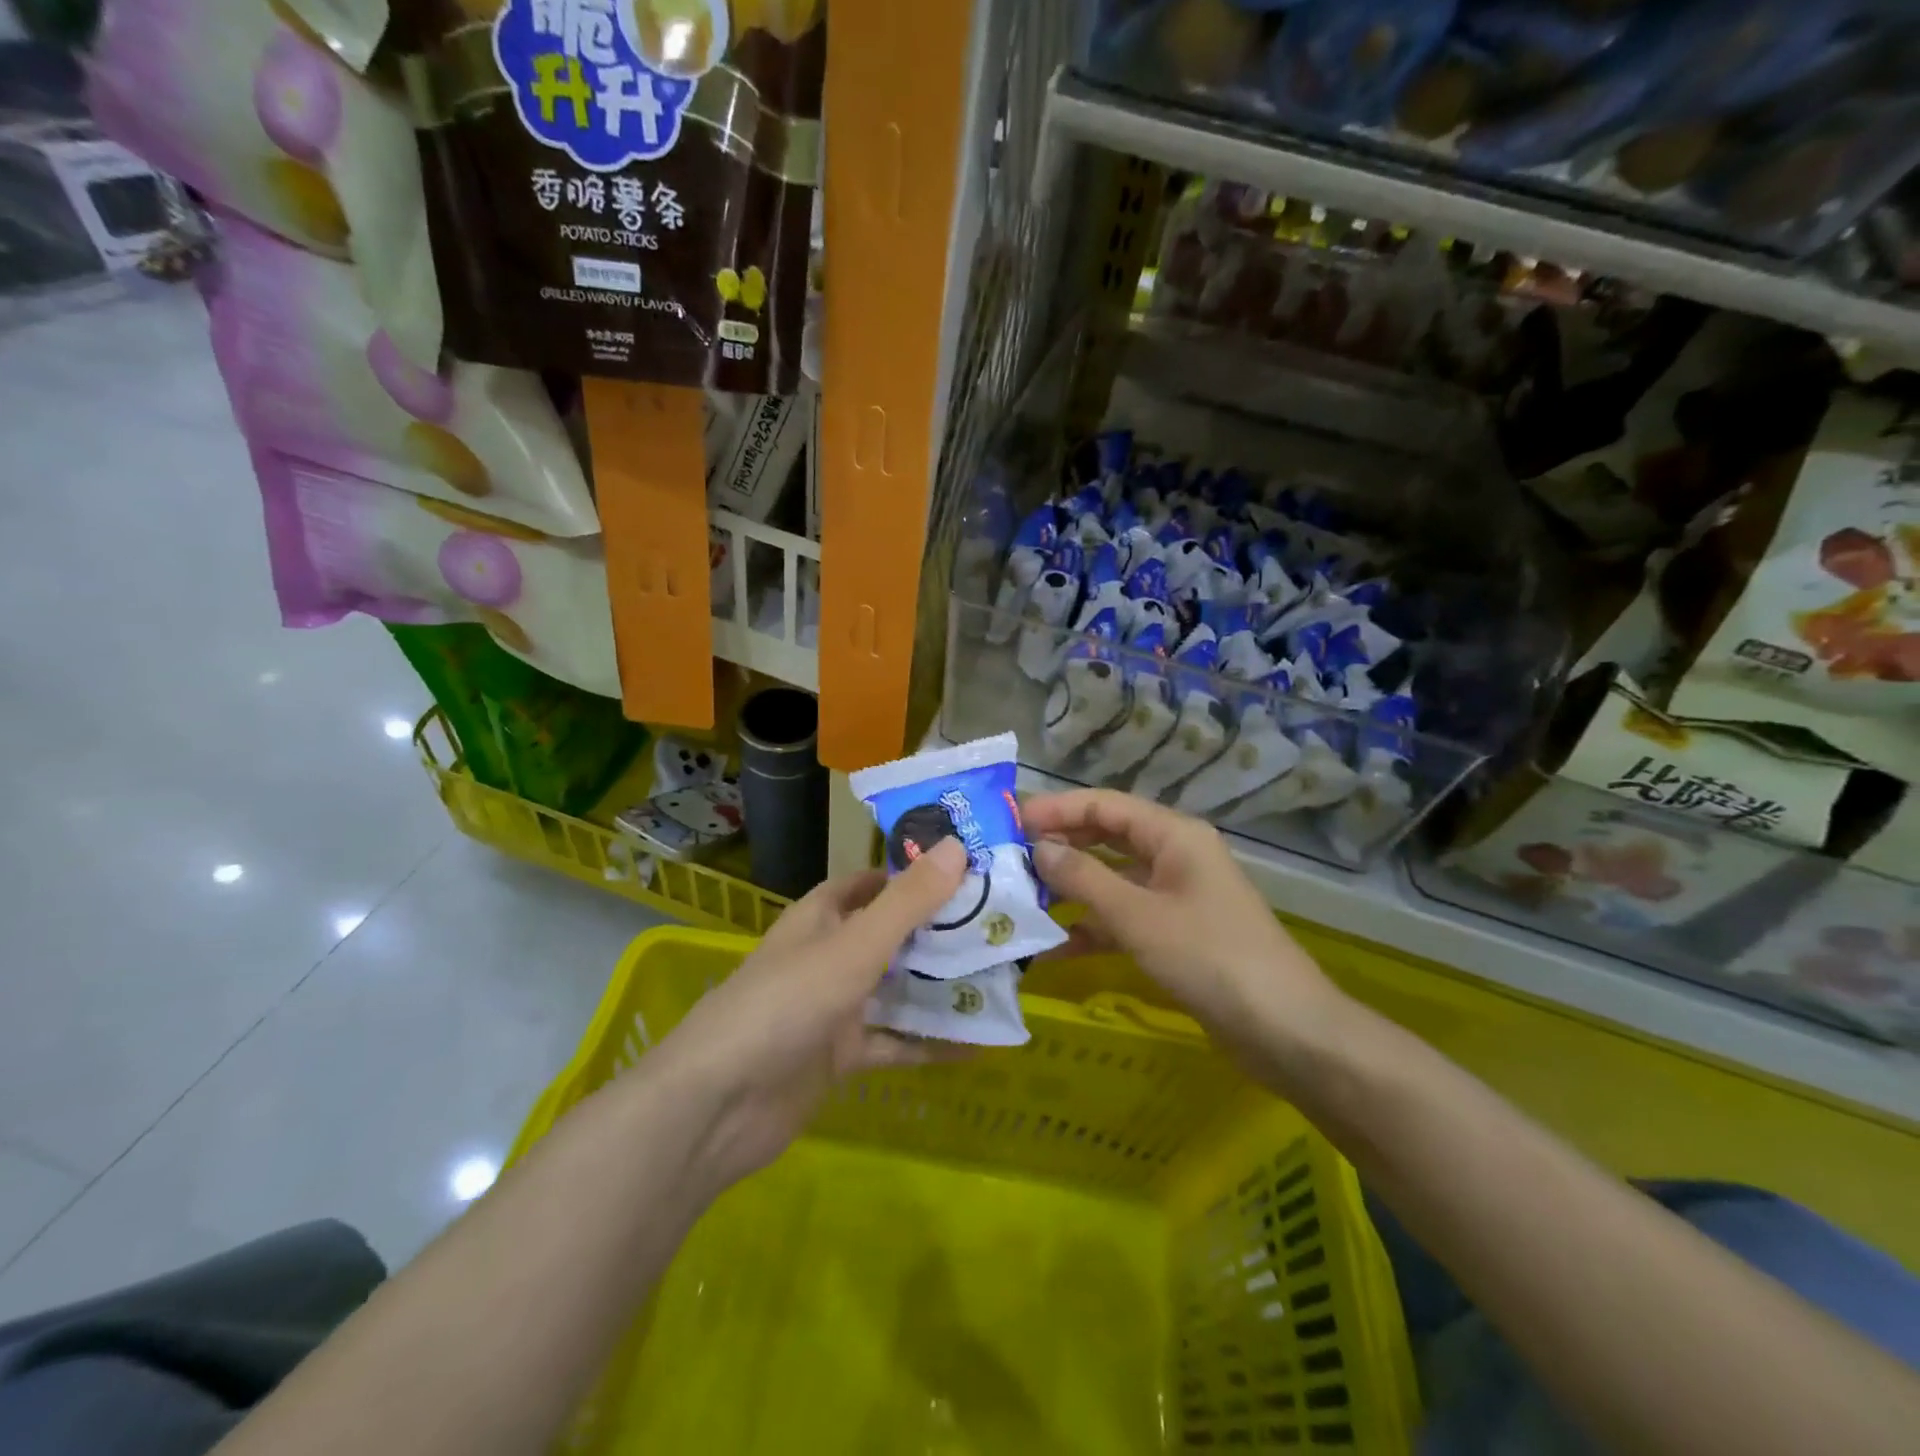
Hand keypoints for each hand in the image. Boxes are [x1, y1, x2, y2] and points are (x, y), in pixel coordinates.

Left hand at [642, 837, 967, 1192]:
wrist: (718, 1107)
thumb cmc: (785, 1004)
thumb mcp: (854, 947)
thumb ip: (907, 902)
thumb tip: (958, 847)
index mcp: (822, 917)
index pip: (871, 882)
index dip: (912, 873)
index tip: (967, 869)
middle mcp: (829, 955)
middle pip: (891, 935)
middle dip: (939, 930)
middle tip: (999, 923)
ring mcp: (834, 1007)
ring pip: (897, 988)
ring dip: (939, 986)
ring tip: (1001, 977)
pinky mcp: (840, 1056)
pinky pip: (894, 1042)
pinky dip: (929, 1042)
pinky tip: (977, 1044)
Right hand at [1024, 789, 1349, 1087]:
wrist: (1285, 1030)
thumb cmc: (1210, 958)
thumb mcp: (1138, 916)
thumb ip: (1083, 878)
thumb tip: (1038, 848)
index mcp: (1173, 835)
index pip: (1104, 805)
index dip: (1056, 809)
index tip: (1010, 821)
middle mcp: (1175, 856)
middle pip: (1107, 838)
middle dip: (1060, 846)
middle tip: (1008, 859)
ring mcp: (1177, 896)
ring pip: (1113, 879)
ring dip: (1072, 889)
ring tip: (1021, 899)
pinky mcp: (1177, 934)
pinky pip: (1125, 918)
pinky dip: (1094, 927)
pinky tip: (1056, 948)